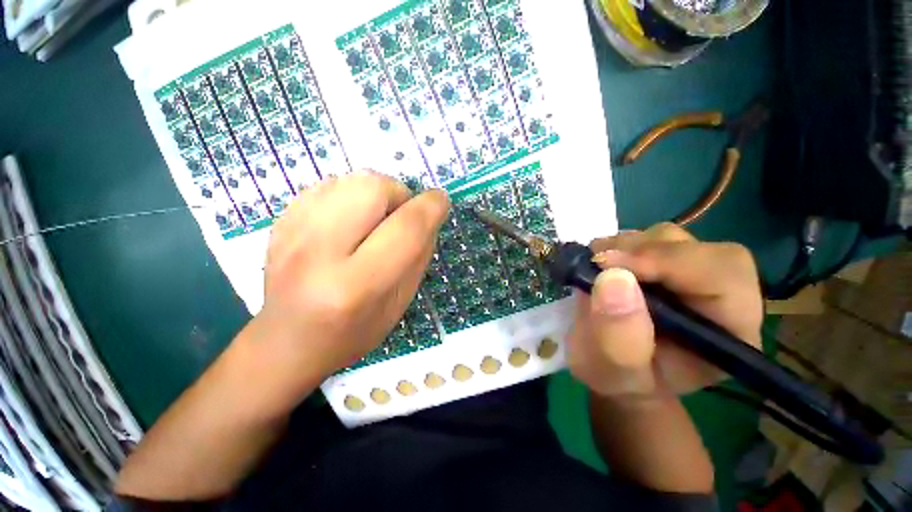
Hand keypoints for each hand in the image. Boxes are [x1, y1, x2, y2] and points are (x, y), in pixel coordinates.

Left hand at [254, 171, 449, 390]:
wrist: (287, 342)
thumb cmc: (352, 332)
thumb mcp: (399, 303)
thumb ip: (418, 256)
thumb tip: (429, 216)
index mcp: (356, 285)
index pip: (405, 228)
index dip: (431, 207)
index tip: (441, 202)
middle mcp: (319, 252)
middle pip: (372, 188)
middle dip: (399, 195)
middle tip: (399, 218)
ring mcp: (291, 232)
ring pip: (350, 179)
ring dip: (375, 194)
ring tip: (374, 220)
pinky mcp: (279, 222)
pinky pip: (327, 185)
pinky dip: (350, 195)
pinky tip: (349, 222)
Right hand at [567, 223, 762, 398]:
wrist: (612, 366)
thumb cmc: (619, 379)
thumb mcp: (612, 372)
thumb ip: (617, 336)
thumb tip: (612, 277)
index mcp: (728, 331)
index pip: (723, 276)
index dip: (669, 262)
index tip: (608, 266)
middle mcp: (719, 294)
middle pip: (698, 249)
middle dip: (642, 252)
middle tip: (597, 263)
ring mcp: (689, 274)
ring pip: (669, 237)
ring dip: (626, 246)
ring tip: (595, 267)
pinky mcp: (662, 263)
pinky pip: (645, 238)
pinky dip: (617, 244)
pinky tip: (600, 263)